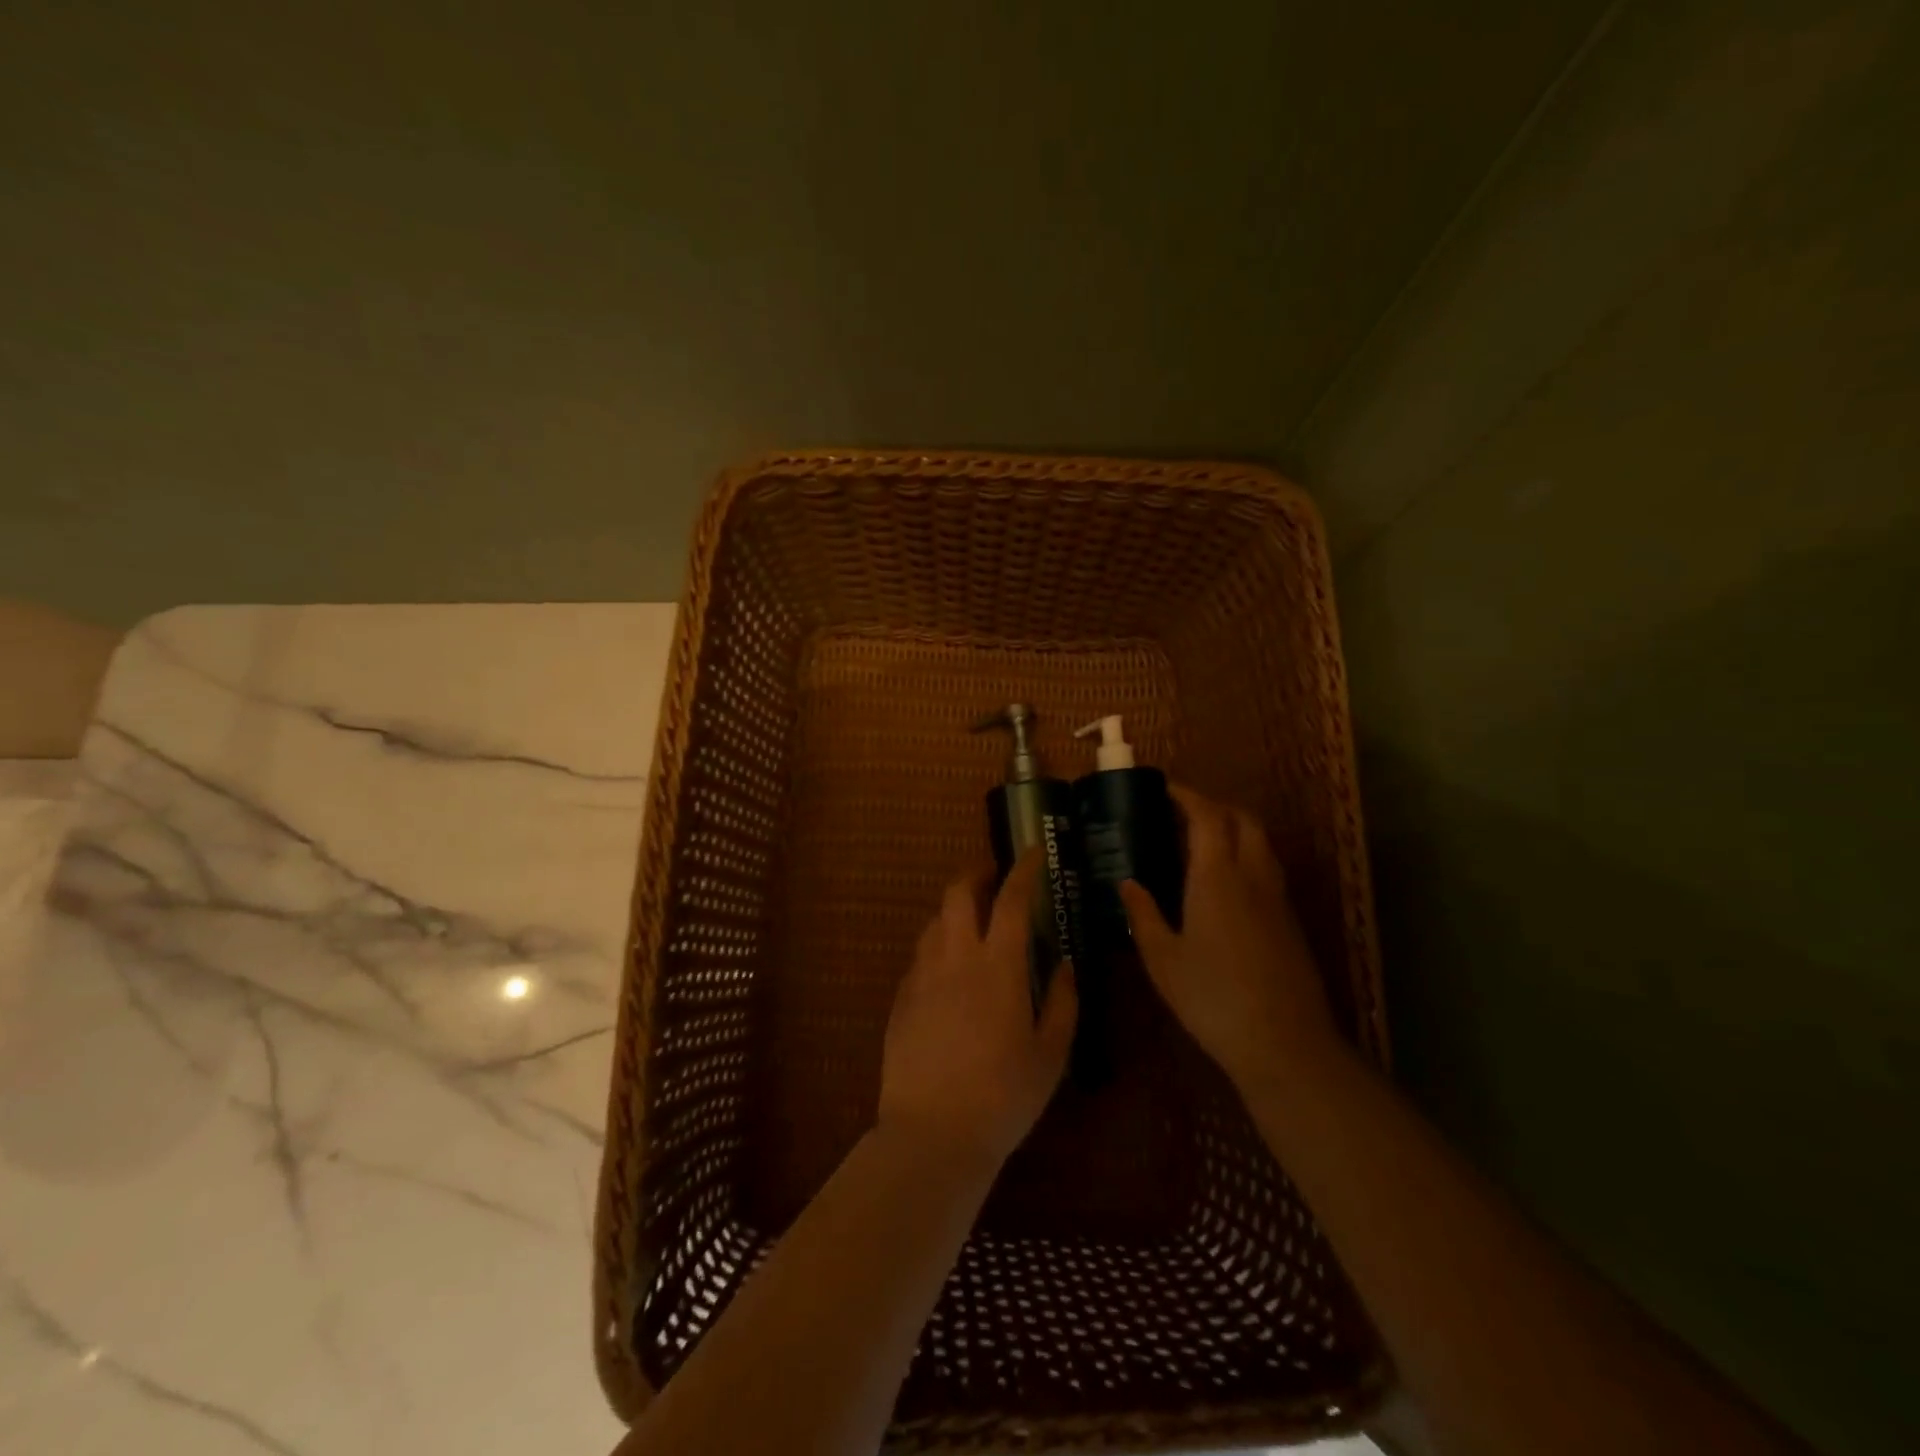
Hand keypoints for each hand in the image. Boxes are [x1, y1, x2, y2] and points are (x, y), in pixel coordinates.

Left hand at [877, 854, 1077, 1164]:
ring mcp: (921, 976)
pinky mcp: (901, 999)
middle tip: (994, 875)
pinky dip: (938, 946)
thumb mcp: (1050, 1054)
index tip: (1032, 853)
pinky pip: (920, 955)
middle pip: (958, 893)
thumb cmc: (1004, 1096)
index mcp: (997, 966)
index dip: (1023, 869)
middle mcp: (954, 958)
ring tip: (973, 924)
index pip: (1011, 899)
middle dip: (976, 872)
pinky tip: (950, 971)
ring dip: (955, 910)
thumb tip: (1065, 965)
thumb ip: (1062, 1002)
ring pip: (934, 921)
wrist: (932, 1135)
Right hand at [1120, 784, 1341, 1092]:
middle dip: (1214, 806)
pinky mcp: (1290, 922)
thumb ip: (1143, 915)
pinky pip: (1268, 869)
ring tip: (1201, 843)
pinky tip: (1224, 885)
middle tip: (1181, 814)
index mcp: (1217, 877)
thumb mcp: (1162, 960)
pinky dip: (1246, 857)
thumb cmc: (1212, 998)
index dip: (1187, 796)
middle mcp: (1252, 876)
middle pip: (1243, 820)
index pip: (1207, 817)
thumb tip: (1127, 883)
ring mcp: (1277, 899)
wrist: (1285, 1043)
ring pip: (1261, 843)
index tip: (1164, 788)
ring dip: (1234, 829)